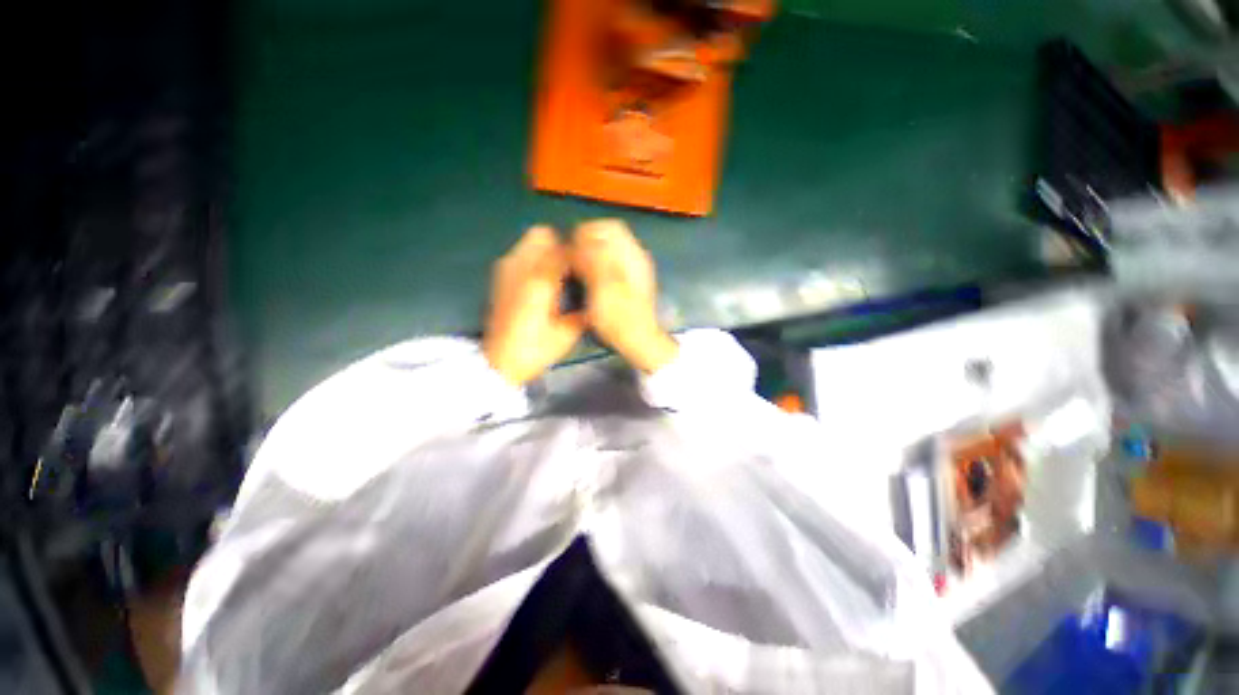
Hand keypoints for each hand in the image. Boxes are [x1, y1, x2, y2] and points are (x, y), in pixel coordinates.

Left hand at [483, 227, 586, 385]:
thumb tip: (595, 297)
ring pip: (528, 242)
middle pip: (542, 234)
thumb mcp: (566, 334)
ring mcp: (506, 270)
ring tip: (560, 271)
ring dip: (546, 250)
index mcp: (540, 281)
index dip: (579, 253)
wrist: (498, 362)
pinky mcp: (499, 277)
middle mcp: (520, 268)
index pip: (564, 250)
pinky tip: (543, 280)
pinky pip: (519, 254)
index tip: (589, 262)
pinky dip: (534, 258)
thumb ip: (583, 311)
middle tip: (573, 266)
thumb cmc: (535, 350)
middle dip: (559, 244)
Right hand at [571, 220, 677, 373]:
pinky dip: (599, 263)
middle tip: (574, 257)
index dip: (587, 231)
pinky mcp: (631, 280)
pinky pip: (613, 261)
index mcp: (631, 256)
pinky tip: (591, 277)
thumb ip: (595, 259)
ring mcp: (635, 268)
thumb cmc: (620, 318)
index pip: (609, 227)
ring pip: (611, 248)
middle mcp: (636, 257)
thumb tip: (583, 235)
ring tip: (579, 266)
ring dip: (593, 251)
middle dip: (589, 240)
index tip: (572, 247)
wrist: (639, 340)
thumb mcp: (604, 289)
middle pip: (610, 234)